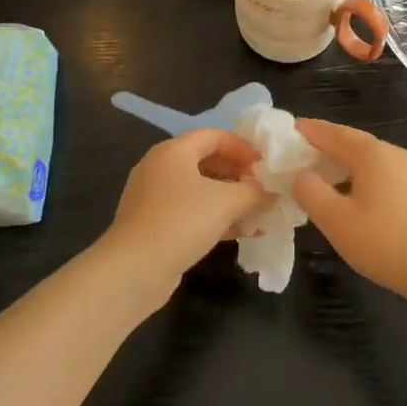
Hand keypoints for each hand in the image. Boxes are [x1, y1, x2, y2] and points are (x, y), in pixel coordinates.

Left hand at [102, 129, 267, 298]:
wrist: (134, 270)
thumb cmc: (182, 221)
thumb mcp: (227, 202)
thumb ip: (254, 192)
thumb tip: (272, 192)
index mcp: (173, 151)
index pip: (214, 135)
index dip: (242, 147)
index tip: (265, 165)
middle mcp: (160, 168)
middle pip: (206, 161)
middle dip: (238, 174)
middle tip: (262, 188)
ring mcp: (154, 198)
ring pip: (200, 190)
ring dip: (230, 199)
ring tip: (258, 212)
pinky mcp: (154, 225)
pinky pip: (191, 212)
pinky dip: (215, 218)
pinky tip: (241, 233)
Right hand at [291, 120, 406, 310]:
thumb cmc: (387, 243)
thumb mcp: (336, 220)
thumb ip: (310, 192)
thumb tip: (301, 176)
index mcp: (371, 153)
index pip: (330, 132)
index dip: (305, 131)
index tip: (281, 134)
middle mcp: (392, 154)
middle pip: (350, 142)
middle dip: (321, 147)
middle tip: (292, 158)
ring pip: (366, 160)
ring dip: (339, 165)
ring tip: (316, 179)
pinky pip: (379, 175)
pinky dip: (357, 178)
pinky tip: (348, 198)